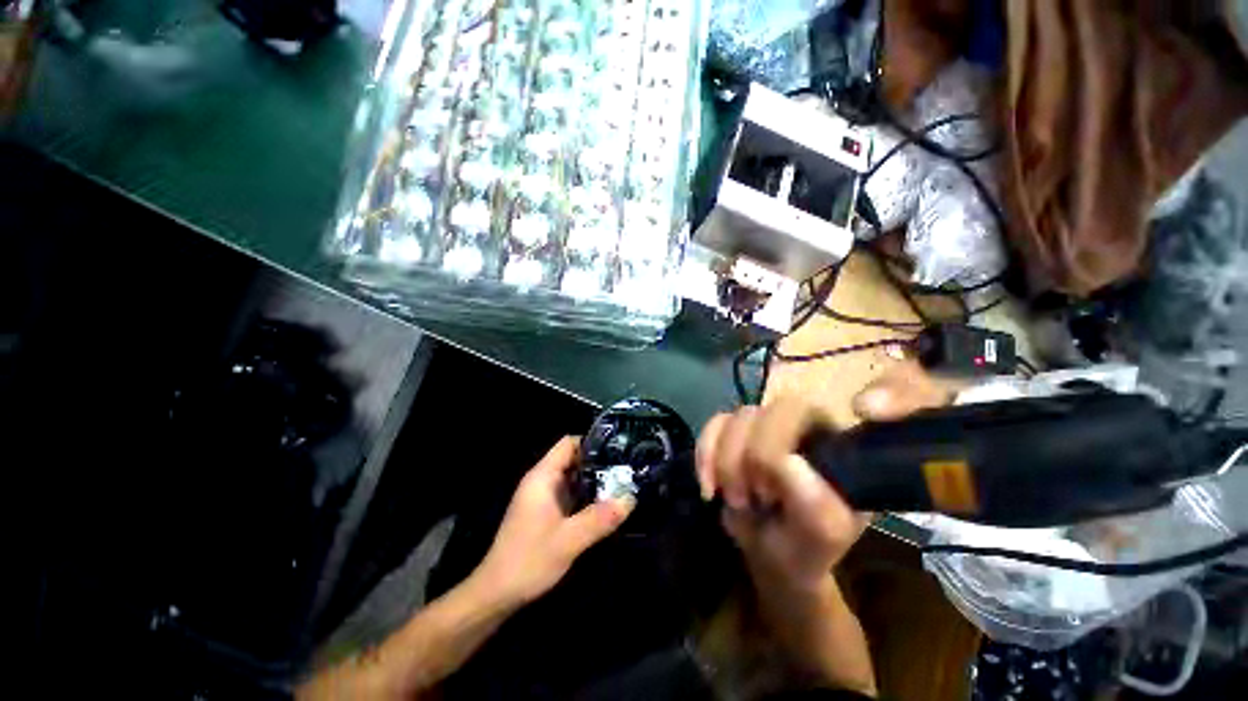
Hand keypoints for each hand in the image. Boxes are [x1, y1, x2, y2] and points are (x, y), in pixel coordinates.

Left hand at [473, 437, 634, 606]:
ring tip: (622, 484)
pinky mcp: (543, 513)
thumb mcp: (569, 540)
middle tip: (626, 469)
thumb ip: (600, 518)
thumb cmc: (529, 561)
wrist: (496, 594)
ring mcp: (541, 497)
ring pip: (571, 478)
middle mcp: (541, 481)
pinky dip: (585, 496)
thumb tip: (630, 498)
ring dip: (593, 481)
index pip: (568, 444)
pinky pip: (568, 494)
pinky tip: (604, 505)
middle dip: (598, 463)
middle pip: (572, 459)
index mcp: (542, 477)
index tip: (616, 450)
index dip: (592, 442)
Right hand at [697, 401, 865, 591]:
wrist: (769, 555)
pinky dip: (705, 457)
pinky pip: (713, 426)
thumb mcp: (821, 539)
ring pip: (735, 420)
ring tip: (736, 501)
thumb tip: (786, 461)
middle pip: (764, 412)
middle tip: (750, 500)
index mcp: (834, 440)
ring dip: (725, 464)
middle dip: (748, 458)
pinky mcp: (734, 432)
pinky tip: (710, 488)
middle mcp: (799, 423)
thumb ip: (817, 506)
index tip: (771, 493)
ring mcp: (763, 425)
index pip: (804, 412)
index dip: (775, 446)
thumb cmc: (804, 547)